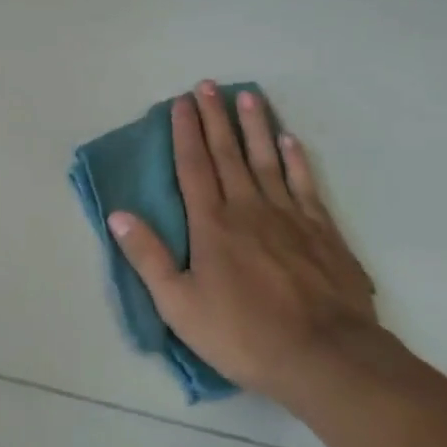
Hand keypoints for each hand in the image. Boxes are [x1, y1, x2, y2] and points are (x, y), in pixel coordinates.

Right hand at [107, 83, 382, 409]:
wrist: (328, 360)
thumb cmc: (244, 334)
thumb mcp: (179, 304)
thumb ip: (148, 257)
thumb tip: (117, 215)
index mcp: (212, 224)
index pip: (193, 166)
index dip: (185, 132)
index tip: (181, 102)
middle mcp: (249, 209)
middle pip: (228, 154)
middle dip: (215, 118)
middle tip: (208, 85)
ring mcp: (290, 218)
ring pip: (267, 161)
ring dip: (255, 127)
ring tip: (248, 96)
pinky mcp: (323, 233)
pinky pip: (305, 186)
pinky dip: (296, 161)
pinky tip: (290, 141)